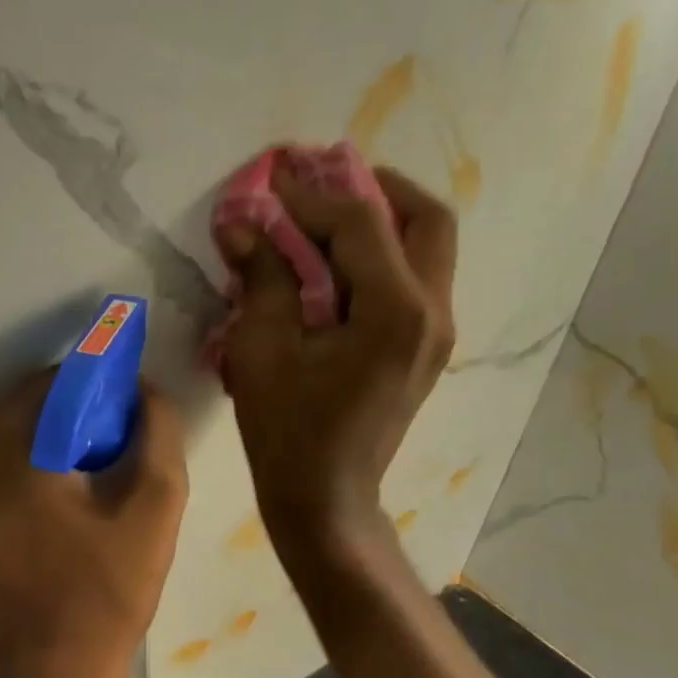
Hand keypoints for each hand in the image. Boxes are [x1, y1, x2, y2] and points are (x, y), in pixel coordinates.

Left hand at [0, 370, 188, 677]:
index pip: (60, 380)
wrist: (50, 674)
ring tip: (115, 468)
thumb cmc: (103, 594)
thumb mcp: (152, 510)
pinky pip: (14, 458)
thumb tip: (145, 390)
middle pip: (40, 403)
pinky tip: (87, 491)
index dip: (106, 383)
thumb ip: (157, 436)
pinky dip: (50, 458)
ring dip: (71, 436)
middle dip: (89, 410)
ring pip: (27, 430)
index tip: (139, 406)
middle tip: (132, 441)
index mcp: (8, 447)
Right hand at [216, 167, 456, 555]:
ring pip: (430, 248)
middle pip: (427, 220)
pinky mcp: (426, 349)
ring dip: (386, 220)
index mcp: (394, 311)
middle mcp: (433, 312)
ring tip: (332, 212)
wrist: (325, 498)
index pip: (362, 224)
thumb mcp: (262, 350)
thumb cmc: (288, 430)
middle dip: (377, 188)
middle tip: (326, 178)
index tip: (272, 179)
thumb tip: (241, 224)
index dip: (312, 194)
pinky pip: (418, 279)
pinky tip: (341, 262)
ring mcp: (437, 333)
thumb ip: (262, 278)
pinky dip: (385, 255)